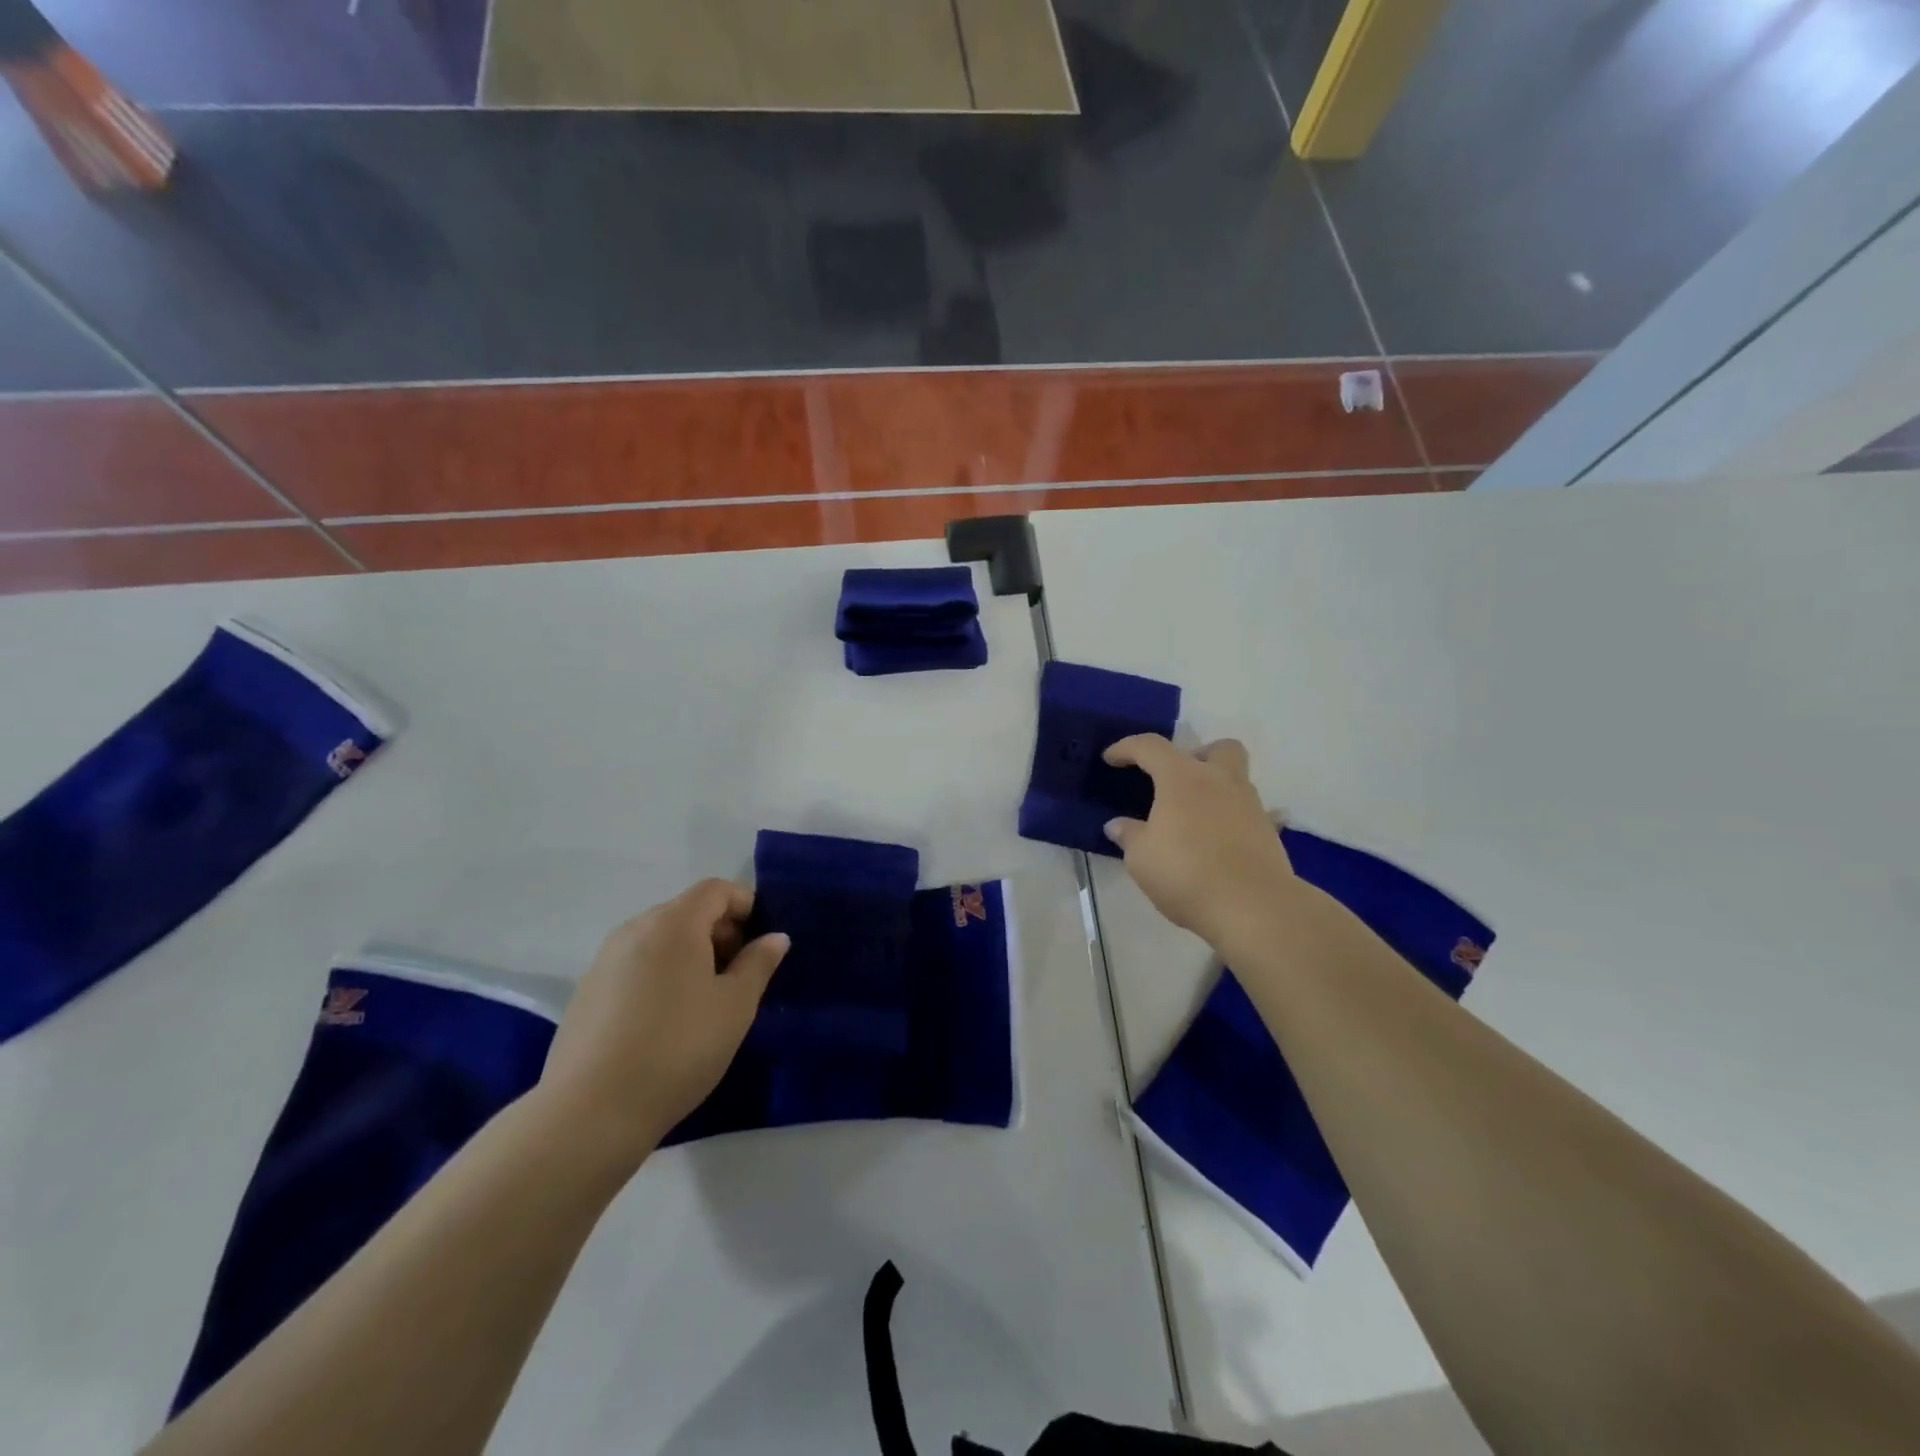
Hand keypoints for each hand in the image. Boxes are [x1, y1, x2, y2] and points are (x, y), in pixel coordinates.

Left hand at [538, 880, 788, 1165]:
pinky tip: (665, 1023)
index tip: (762, 943)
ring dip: (690, 955)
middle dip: (720, 932)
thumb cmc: (678, 1048)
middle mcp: (635, 929)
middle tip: (740, 976)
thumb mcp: (735, 1006)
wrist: (590, 1112)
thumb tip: (775, 937)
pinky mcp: (586, 993)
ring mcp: (604, 960)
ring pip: (659, 940)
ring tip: (705, 1002)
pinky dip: (660, 975)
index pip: (716, 889)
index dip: (746, 905)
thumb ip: (758, 964)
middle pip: (687, 911)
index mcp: (673, 923)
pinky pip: (635, 965)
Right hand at [1103, 736, 1298, 949]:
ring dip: (1215, 789)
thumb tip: (1118, 825)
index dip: (1127, 748)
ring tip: (1193, 819)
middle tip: (1176, 780)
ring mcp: (1250, 805)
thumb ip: (1129, 835)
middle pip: (1217, 748)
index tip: (1110, 759)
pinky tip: (1218, 843)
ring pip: (1236, 779)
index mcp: (1183, 777)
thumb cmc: (1186, 873)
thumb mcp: (1141, 858)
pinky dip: (1232, 821)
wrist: (1252, 907)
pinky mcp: (1269, 833)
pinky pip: (1250, 815)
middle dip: (1196, 755)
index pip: (1150, 747)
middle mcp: (1220, 781)